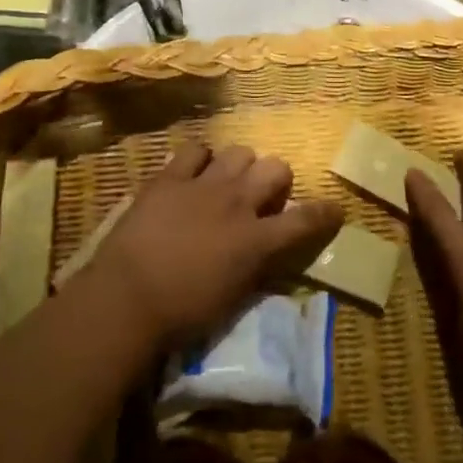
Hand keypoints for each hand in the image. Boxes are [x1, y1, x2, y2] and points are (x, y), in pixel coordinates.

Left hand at [91, 141, 344, 346]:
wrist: (127, 296)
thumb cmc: (182, 313)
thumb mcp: (232, 297)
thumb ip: (254, 266)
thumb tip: (264, 251)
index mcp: (256, 240)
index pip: (304, 220)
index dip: (325, 213)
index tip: (335, 208)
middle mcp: (237, 203)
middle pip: (275, 168)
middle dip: (276, 180)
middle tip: (262, 197)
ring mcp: (203, 184)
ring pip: (240, 151)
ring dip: (240, 166)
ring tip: (227, 180)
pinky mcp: (170, 176)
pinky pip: (195, 149)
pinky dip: (199, 159)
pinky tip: (193, 172)